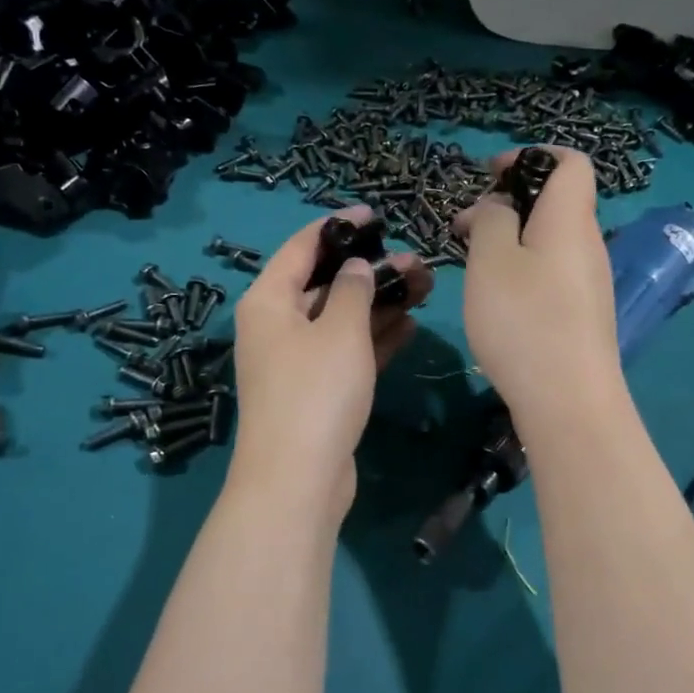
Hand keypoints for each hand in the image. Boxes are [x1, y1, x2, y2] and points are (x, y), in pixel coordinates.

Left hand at [229, 206, 432, 523]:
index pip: (302, 247)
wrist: (298, 479)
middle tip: (417, 261)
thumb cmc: (316, 391)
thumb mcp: (340, 331)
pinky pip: (346, 352)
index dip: (338, 226)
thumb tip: (357, 267)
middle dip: (370, 270)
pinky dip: (374, 338)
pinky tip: (409, 325)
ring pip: (341, 320)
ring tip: (425, 287)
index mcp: (268, 301)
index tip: (375, 213)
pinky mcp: (316, 391)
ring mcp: (296, 361)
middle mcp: (277, 326)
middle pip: (326, 284)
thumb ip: (354, 290)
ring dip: (379, 303)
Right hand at [456, 146, 624, 432]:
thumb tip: (498, 208)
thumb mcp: (491, 260)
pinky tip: (495, 299)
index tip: (489, 176)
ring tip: (472, 264)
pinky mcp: (582, 315)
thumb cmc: (524, 321)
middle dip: (508, 204)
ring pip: (549, 241)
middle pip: (555, 203)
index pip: (571, 162)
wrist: (568, 401)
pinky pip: (551, 273)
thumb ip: (491, 220)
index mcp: (570, 219)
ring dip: (511, 240)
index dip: (531, 157)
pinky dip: (522, 270)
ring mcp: (589, 283)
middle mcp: (588, 244)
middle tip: (465, 228)